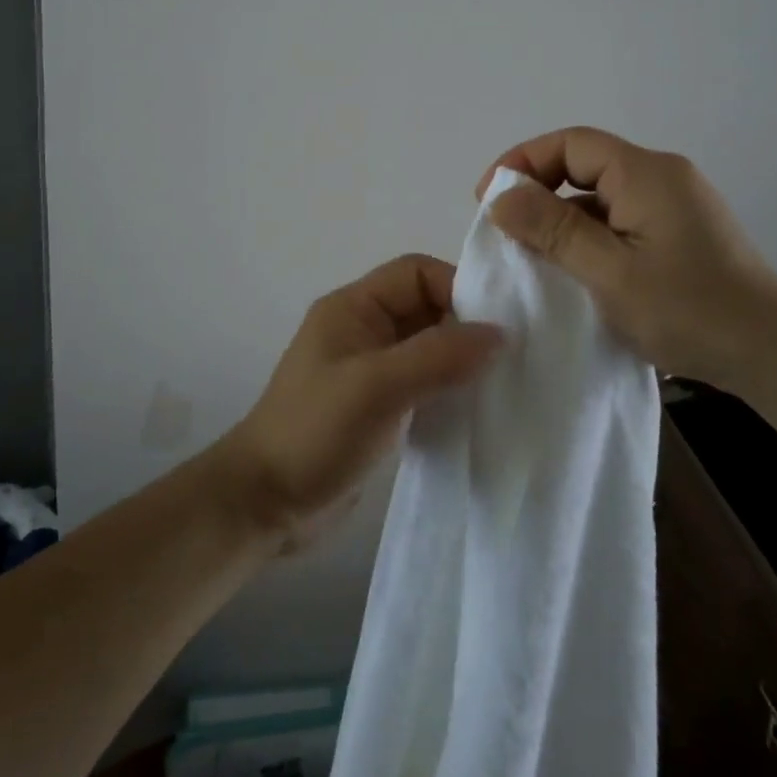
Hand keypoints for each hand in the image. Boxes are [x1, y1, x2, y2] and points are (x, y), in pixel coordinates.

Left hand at [216, 254, 503, 550]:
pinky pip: (424, 383)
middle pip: (426, 308)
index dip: (458, 289)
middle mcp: (363, 330)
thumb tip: (499, 334)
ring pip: (428, 347)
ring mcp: (370, 370)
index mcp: (353, 307)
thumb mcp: (377, 387)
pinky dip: (449, 390)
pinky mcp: (378, 406)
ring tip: (500, 384)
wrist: (265, 503)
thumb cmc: (315, 432)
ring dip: (461, 361)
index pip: (416, 274)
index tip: (497, 327)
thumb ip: (437, 355)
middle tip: (510, 357)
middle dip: (466, 326)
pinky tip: (473, 410)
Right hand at [478, 127, 776, 395]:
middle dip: (538, 191)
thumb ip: (553, 230)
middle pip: (585, 165)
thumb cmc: (690, 310)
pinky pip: (620, 222)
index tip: (488, 199)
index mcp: (645, 173)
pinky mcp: (680, 235)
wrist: (775, 355)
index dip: (523, 162)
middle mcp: (662, 178)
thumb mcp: (610, 272)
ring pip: (601, 197)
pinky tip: (575, 273)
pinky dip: (589, 238)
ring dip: (562, 219)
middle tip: (505, 231)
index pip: (571, 143)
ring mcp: (674, 207)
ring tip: (532, 257)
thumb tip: (500, 197)